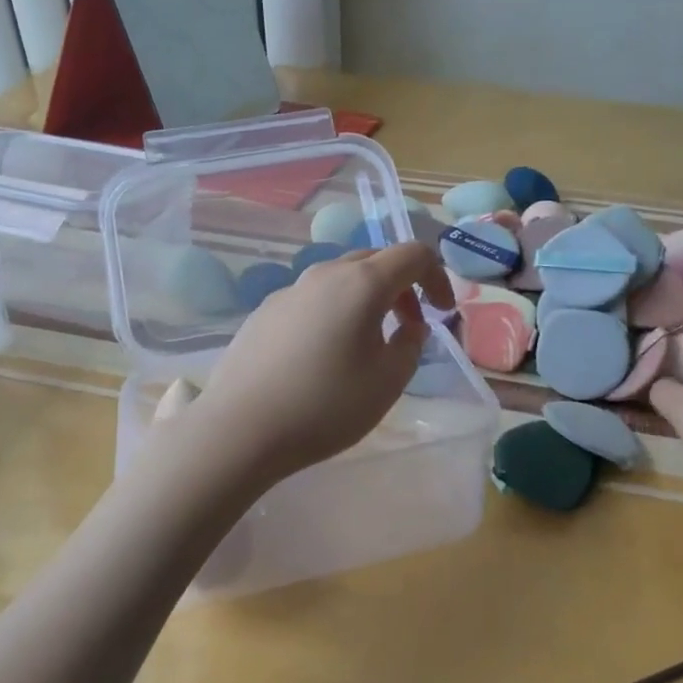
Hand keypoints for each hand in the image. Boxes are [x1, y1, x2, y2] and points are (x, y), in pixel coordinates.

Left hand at [183, 242, 454, 486]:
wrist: (240, 428)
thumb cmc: (326, 405)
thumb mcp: (388, 381)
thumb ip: (411, 345)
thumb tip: (409, 326)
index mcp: (362, 283)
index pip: (413, 254)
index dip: (438, 277)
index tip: (442, 312)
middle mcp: (325, 274)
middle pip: (375, 261)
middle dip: (402, 287)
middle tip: (409, 326)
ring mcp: (290, 290)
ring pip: (341, 279)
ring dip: (367, 299)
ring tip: (368, 343)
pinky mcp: (265, 311)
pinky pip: (313, 299)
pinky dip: (335, 312)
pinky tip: (323, 355)